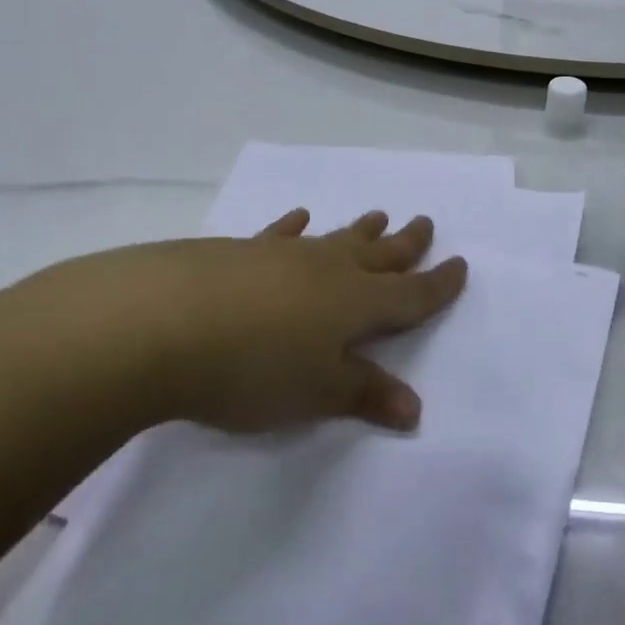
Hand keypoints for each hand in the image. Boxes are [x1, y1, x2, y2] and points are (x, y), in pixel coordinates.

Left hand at [21, 212, 467, 434]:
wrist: (163, 322)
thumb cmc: (253, 368)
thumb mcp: (315, 393)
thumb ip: (364, 394)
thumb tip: (414, 409)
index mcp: (356, 303)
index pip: (411, 294)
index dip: (438, 284)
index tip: (461, 265)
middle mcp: (328, 270)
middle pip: (379, 255)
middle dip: (406, 244)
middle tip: (425, 223)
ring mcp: (285, 255)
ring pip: (335, 238)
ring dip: (360, 230)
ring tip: (379, 215)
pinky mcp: (242, 251)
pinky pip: (281, 234)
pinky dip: (294, 226)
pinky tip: (298, 218)